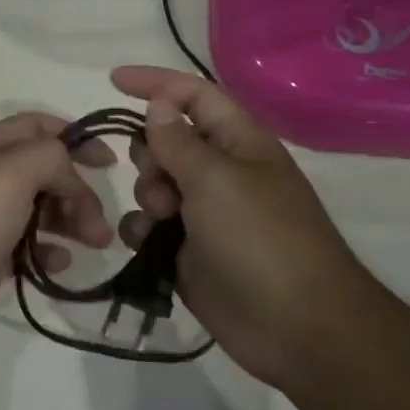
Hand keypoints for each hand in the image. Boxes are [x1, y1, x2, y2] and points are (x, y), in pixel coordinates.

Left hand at [0, 113, 114, 374]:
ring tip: (96, 244)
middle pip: (43, 169)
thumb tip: (68, 175)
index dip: (76, 136)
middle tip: (101, 224)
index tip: (110, 163)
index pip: (36, 125)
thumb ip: (48, 157)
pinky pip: (26, 245)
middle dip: (78, 188)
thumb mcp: (8, 174)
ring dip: (71, 219)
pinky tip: (61, 264)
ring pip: (38, 207)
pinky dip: (49, 250)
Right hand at [111, 66, 362, 390]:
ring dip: (147, 193)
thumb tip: (158, 103)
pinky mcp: (190, 252)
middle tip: (160, 181)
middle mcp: (222, 171)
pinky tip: (146, 245)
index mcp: (238, 142)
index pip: (193, 94)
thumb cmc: (260, 238)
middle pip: (167, 139)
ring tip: (161, 219)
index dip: (155, 82)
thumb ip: (177, 140)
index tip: (112, 82)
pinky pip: (151, 227)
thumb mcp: (215, 179)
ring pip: (155, 184)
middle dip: (149, 152)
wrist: (297, 328)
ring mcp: (206, 213)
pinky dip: (142, 230)